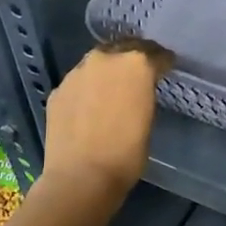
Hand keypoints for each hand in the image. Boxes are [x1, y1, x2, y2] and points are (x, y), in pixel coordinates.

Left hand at [42, 39, 172, 201]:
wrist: (80, 177)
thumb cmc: (126, 153)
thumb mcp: (147, 118)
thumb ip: (143, 93)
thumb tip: (138, 90)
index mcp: (135, 64)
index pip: (155, 53)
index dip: (163, 61)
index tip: (167, 67)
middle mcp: (105, 59)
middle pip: (124, 48)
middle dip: (133, 57)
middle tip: (140, 72)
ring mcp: (77, 73)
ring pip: (98, 63)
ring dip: (108, 71)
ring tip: (112, 88)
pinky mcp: (58, 90)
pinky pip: (79, 82)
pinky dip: (87, 88)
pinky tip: (90, 105)